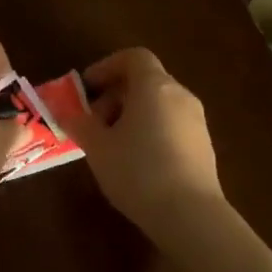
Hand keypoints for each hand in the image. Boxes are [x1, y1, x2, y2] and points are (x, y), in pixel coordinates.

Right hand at [69, 48, 223, 232]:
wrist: (190, 214)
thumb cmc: (137, 171)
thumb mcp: (98, 148)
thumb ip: (80, 124)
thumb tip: (66, 112)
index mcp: (154, 86)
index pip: (133, 57)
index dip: (107, 66)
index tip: (87, 88)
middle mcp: (180, 95)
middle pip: (145, 80)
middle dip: (115, 96)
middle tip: (93, 123)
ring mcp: (196, 121)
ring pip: (159, 104)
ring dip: (132, 115)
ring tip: (111, 145)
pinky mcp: (204, 145)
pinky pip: (171, 124)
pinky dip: (150, 130)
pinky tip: (136, 162)